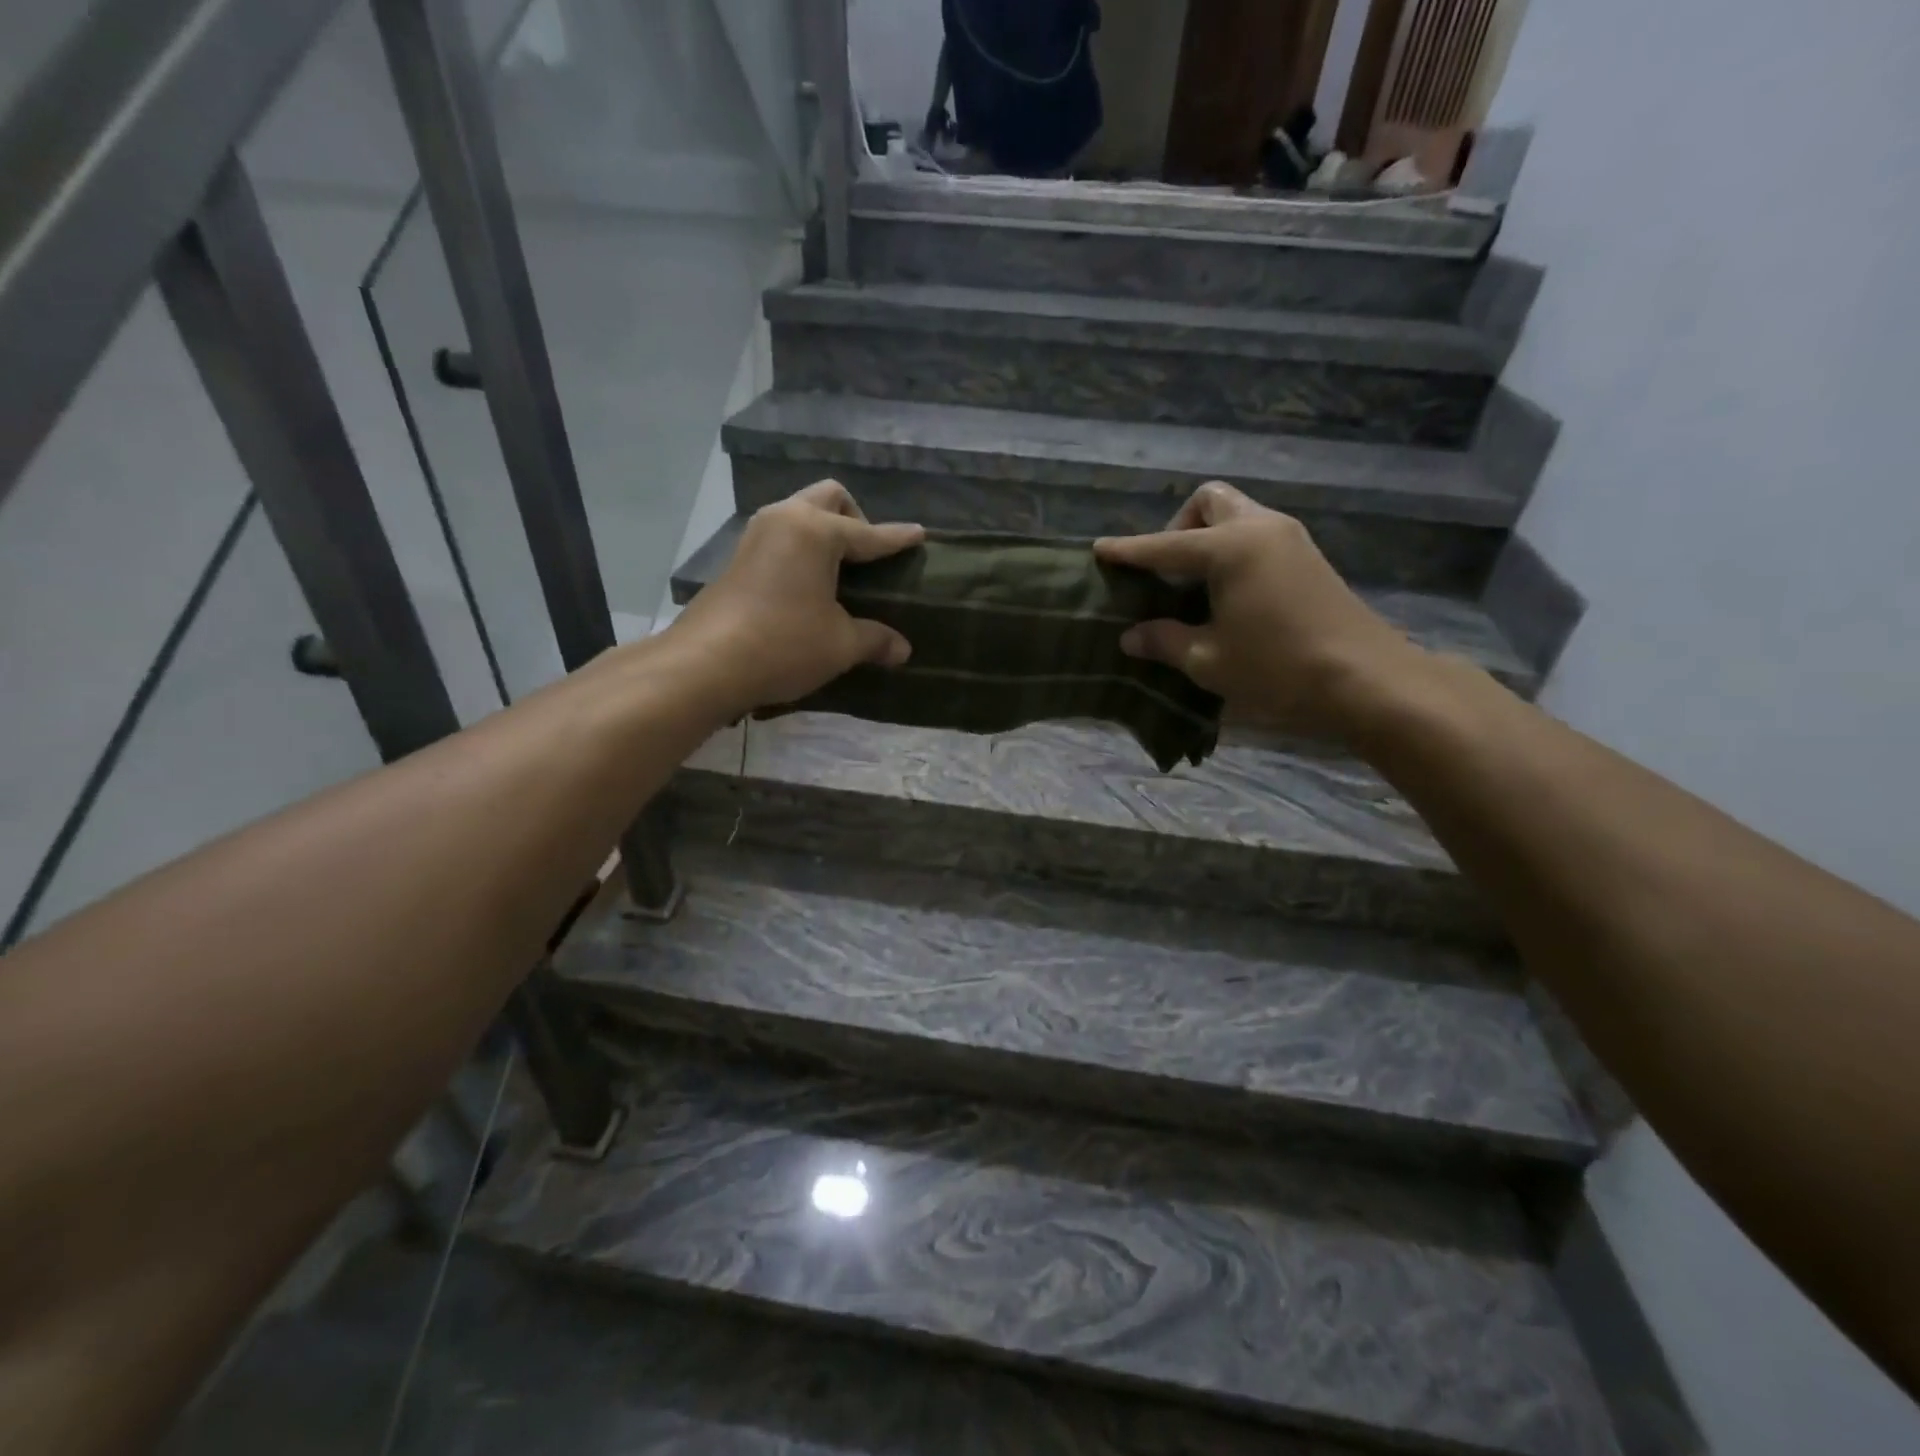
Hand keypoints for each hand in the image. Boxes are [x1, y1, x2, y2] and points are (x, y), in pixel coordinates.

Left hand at [669, 480, 924, 715]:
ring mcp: (756, 535)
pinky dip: (802, 547)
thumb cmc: (784, 644)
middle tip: (868, 555)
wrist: (707, 663)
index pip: (869, 533)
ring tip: (840, 568)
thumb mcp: (840, 645)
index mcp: (816, 531)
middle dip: (856, 517)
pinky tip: (807, 582)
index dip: (896, 538)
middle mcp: (785, 519)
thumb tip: (903, 651)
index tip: (919, 535)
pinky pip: (781, 535)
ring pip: (800, 512)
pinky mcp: (738, 557)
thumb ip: (875, 640)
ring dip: (824, 529)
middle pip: (829, 498)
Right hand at [1094, 482, 1421, 738]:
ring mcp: (1289, 538)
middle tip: (1166, 573)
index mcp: (1230, 548)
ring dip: (1206, 538)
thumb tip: (1131, 635)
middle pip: (1209, 501)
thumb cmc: (1278, 668)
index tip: (1099, 551)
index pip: (1164, 546)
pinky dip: (1231, 551)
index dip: (1128, 551)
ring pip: (1236, 514)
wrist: (1367, 680)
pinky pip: (1256, 535)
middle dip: (1177, 527)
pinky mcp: (1307, 557)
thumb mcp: (1208, 660)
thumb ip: (1164, 640)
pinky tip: (1226, 594)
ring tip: (1192, 588)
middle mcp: (1259, 528)